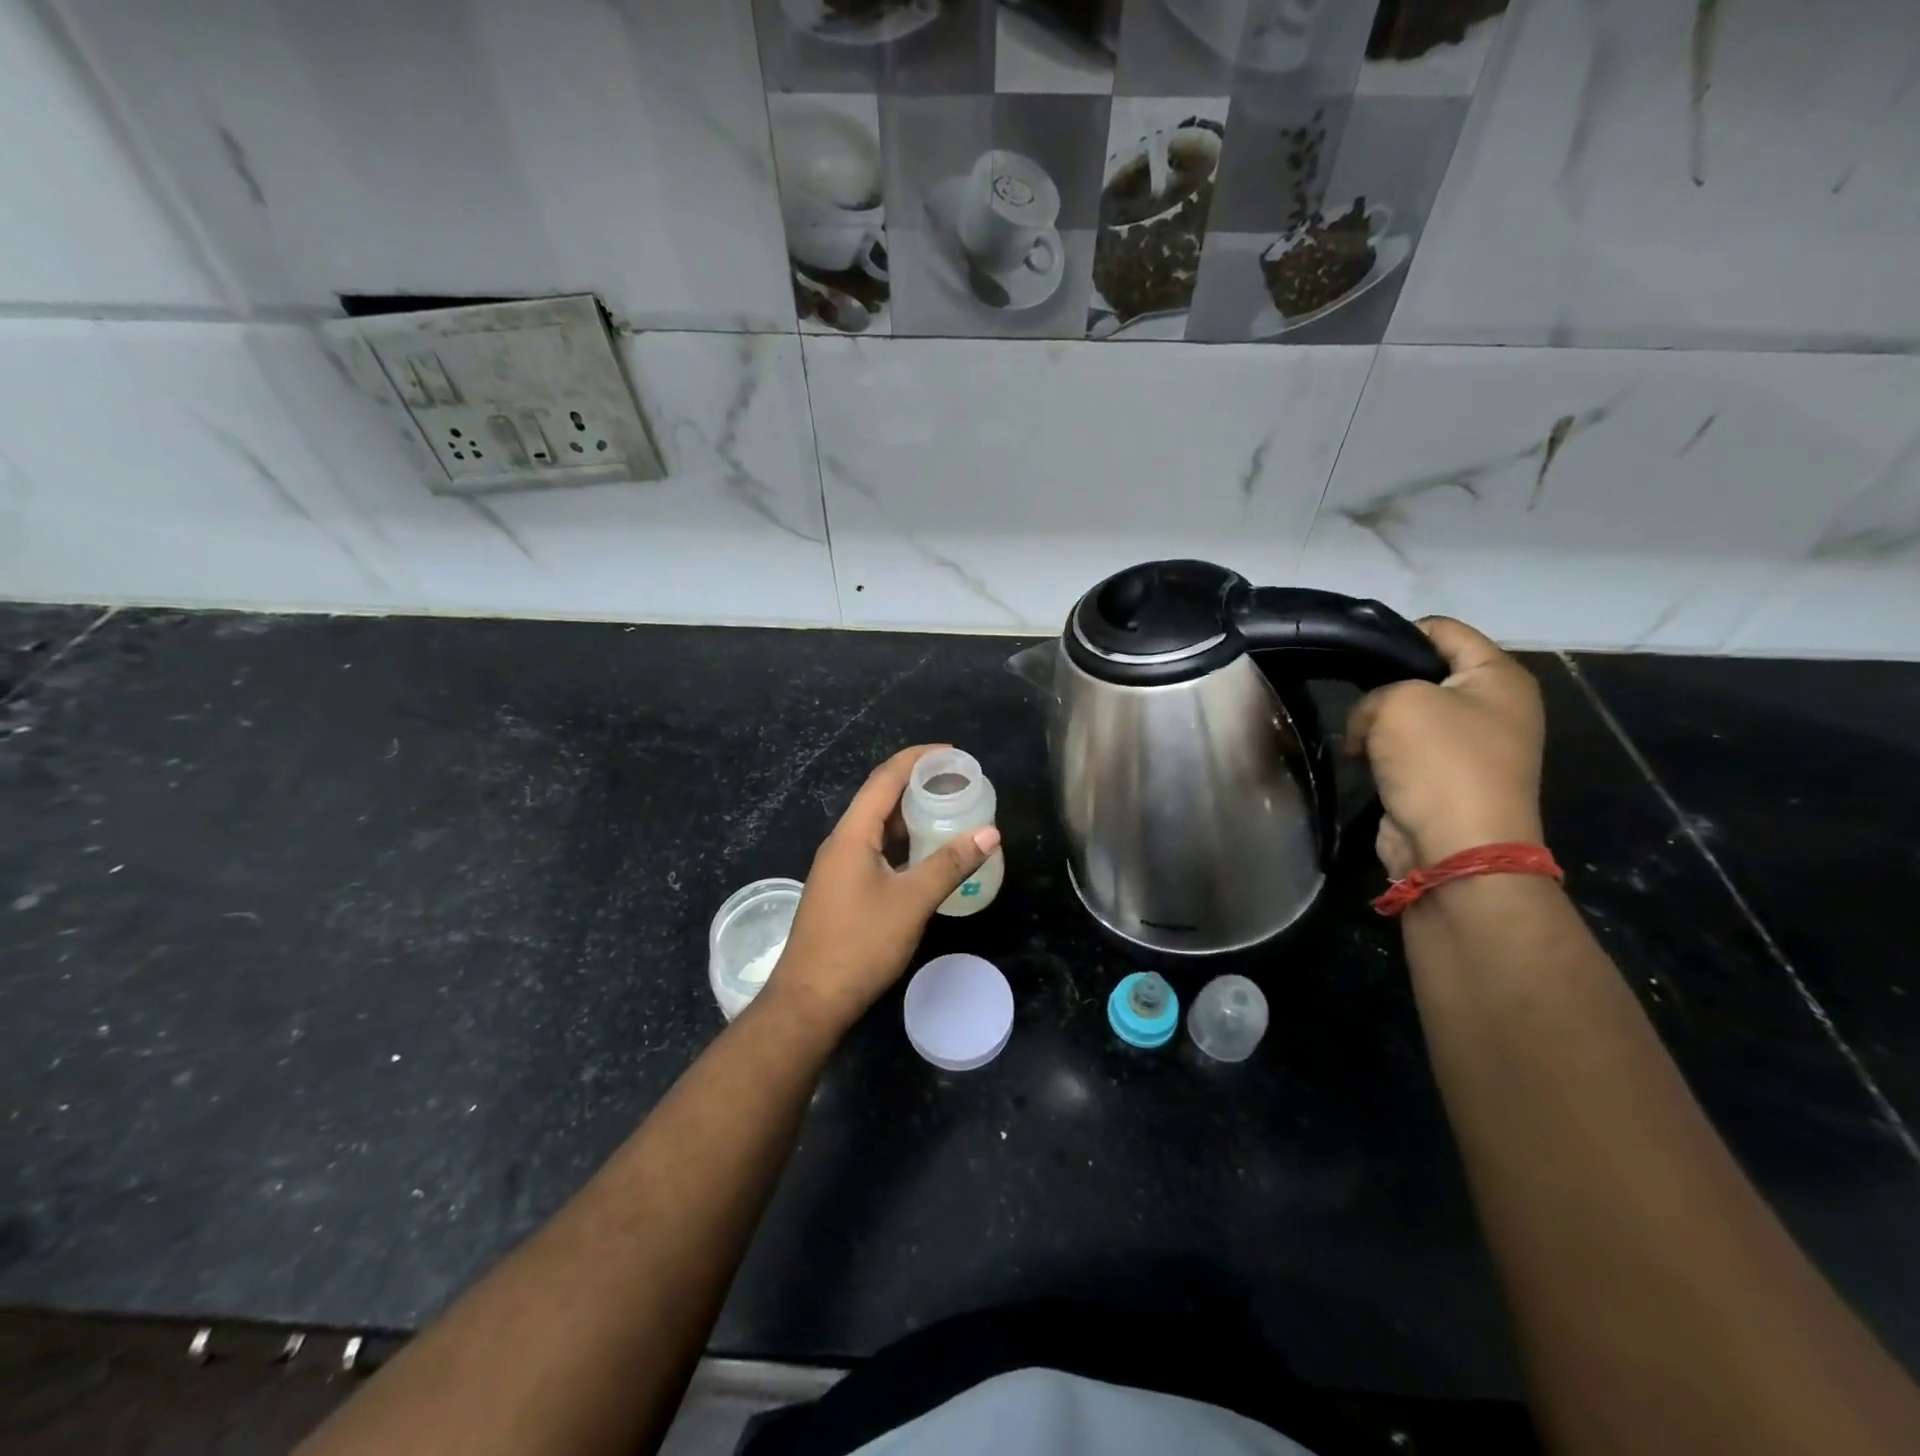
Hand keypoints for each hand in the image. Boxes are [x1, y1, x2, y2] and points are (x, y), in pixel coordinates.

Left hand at [762, 745, 1000, 1037]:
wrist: (810, 1000)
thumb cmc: (860, 944)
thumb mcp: (911, 902)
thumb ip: (950, 864)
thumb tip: (990, 832)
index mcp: (852, 834)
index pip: (885, 779)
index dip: (918, 758)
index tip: (952, 752)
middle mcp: (842, 842)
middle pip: (880, 798)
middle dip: (917, 783)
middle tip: (958, 782)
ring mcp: (839, 867)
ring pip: (878, 827)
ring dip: (910, 815)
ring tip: (948, 810)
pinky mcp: (843, 889)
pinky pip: (876, 850)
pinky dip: (903, 843)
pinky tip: (926, 854)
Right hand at [1345, 618, 1544, 879]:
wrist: (1457, 848)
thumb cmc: (1439, 762)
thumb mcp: (1398, 702)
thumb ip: (1374, 692)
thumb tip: (1368, 726)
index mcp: (1499, 677)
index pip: (1444, 630)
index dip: (1397, 632)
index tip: (1355, 650)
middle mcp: (1493, 707)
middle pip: (1424, 673)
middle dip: (1382, 683)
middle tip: (1347, 694)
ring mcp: (1472, 746)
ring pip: (1409, 714)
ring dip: (1376, 723)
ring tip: (1352, 735)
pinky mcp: (1446, 778)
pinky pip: (1405, 749)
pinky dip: (1379, 752)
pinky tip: (1359, 760)